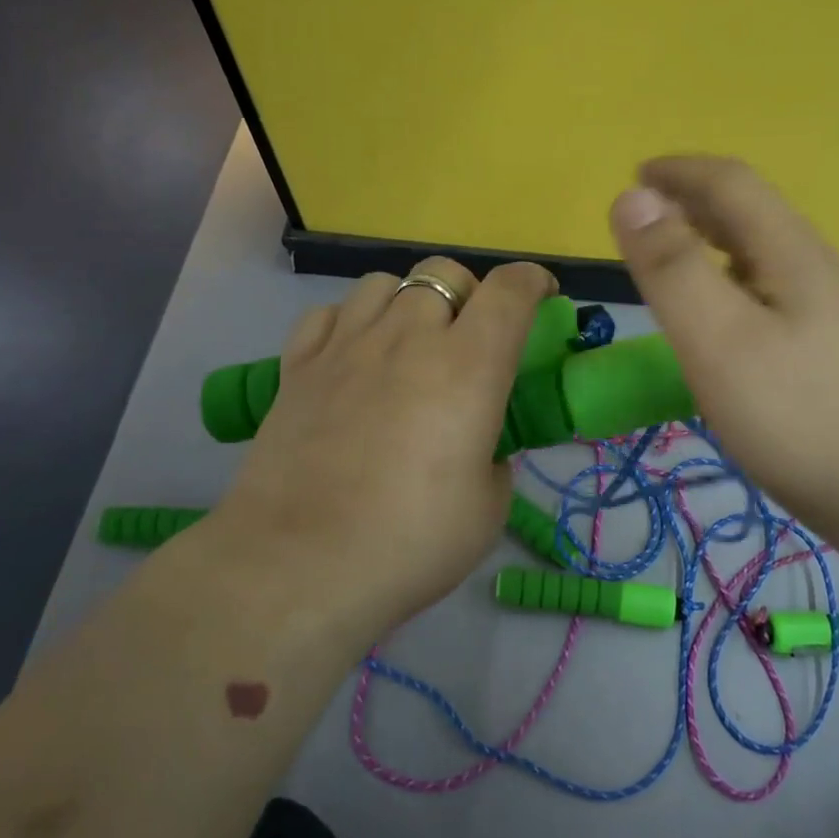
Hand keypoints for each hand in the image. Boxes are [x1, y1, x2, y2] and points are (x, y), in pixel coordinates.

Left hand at [215, 258, 557, 633]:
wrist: (299, 565)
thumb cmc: (410, 541)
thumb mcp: (487, 508)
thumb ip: (494, 459)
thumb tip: (479, 446)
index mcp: (468, 366)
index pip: (509, 290)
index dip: (532, 280)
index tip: (541, 293)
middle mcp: (408, 337)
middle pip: (444, 272)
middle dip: (469, 292)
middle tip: (470, 335)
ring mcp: (346, 345)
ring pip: (383, 282)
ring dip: (408, 300)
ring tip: (409, 341)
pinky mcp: (297, 366)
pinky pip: (329, 313)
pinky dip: (350, 321)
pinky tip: (353, 355)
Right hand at [608, 156, 838, 540]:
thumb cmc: (801, 415)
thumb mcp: (721, 338)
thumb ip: (673, 268)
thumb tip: (632, 195)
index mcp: (790, 252)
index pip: (731, 183)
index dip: (680, 171)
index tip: (635, 174)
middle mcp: (817, 270)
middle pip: (753, 215)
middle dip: (694, 202)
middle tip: (645, 219)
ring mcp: (833, 314)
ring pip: (764, 257)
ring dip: (714, 243)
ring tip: (674, 262)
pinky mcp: (835, 354)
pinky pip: (771, 295)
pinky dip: (731, 285)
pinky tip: (723, 323)